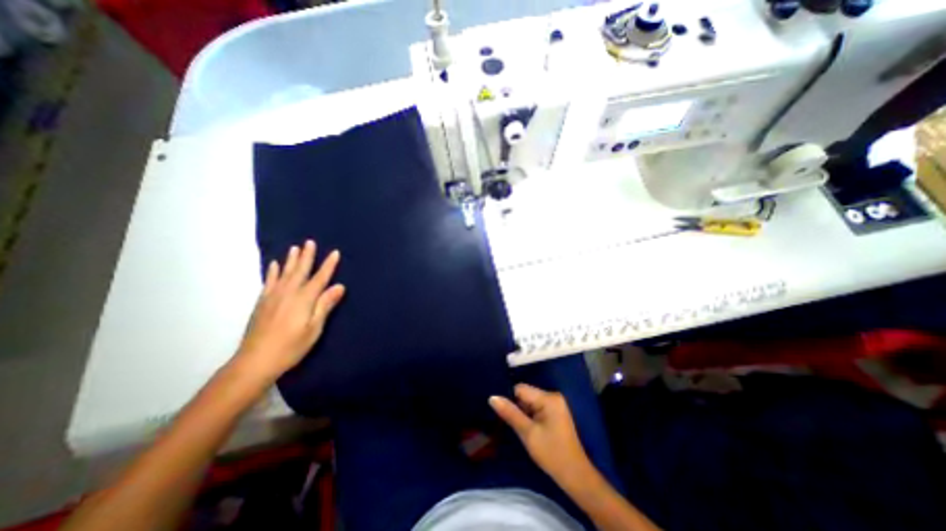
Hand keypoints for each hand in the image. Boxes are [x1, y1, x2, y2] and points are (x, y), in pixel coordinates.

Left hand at [232, 240, 345, 384]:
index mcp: (304, 299)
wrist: (255, 361)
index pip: (320, 278)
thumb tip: (340, 286)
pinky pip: (269, 281)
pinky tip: (275, 264)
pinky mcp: (262, 302)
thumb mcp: (314, 328)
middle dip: (307, 256)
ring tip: (295, 247)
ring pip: (285, 273)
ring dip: (291, 260)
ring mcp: (273, 296)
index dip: (328, 265)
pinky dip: (273, 271)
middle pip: (300, 271)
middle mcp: (288, 293)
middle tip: (310, 242)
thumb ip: (325, 305)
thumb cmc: (291, 346)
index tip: (335, 252)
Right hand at [488, 383, 588, 487]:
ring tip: (518, 427)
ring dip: (522, 412)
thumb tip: (492, 397)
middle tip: (510, 423)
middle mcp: (552, 395)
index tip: (501, 412)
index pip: (520, 389)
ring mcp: (555, 404)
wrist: (575, 476)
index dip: (509, 399)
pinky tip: (527, 428)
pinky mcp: (555, 412)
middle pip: (525, 394)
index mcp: (548, 398)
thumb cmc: (551, 454)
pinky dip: (529, 416)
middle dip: (516, 406)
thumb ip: (510, 413)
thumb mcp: (528, 433)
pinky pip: (536, 407)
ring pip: (529, 401)